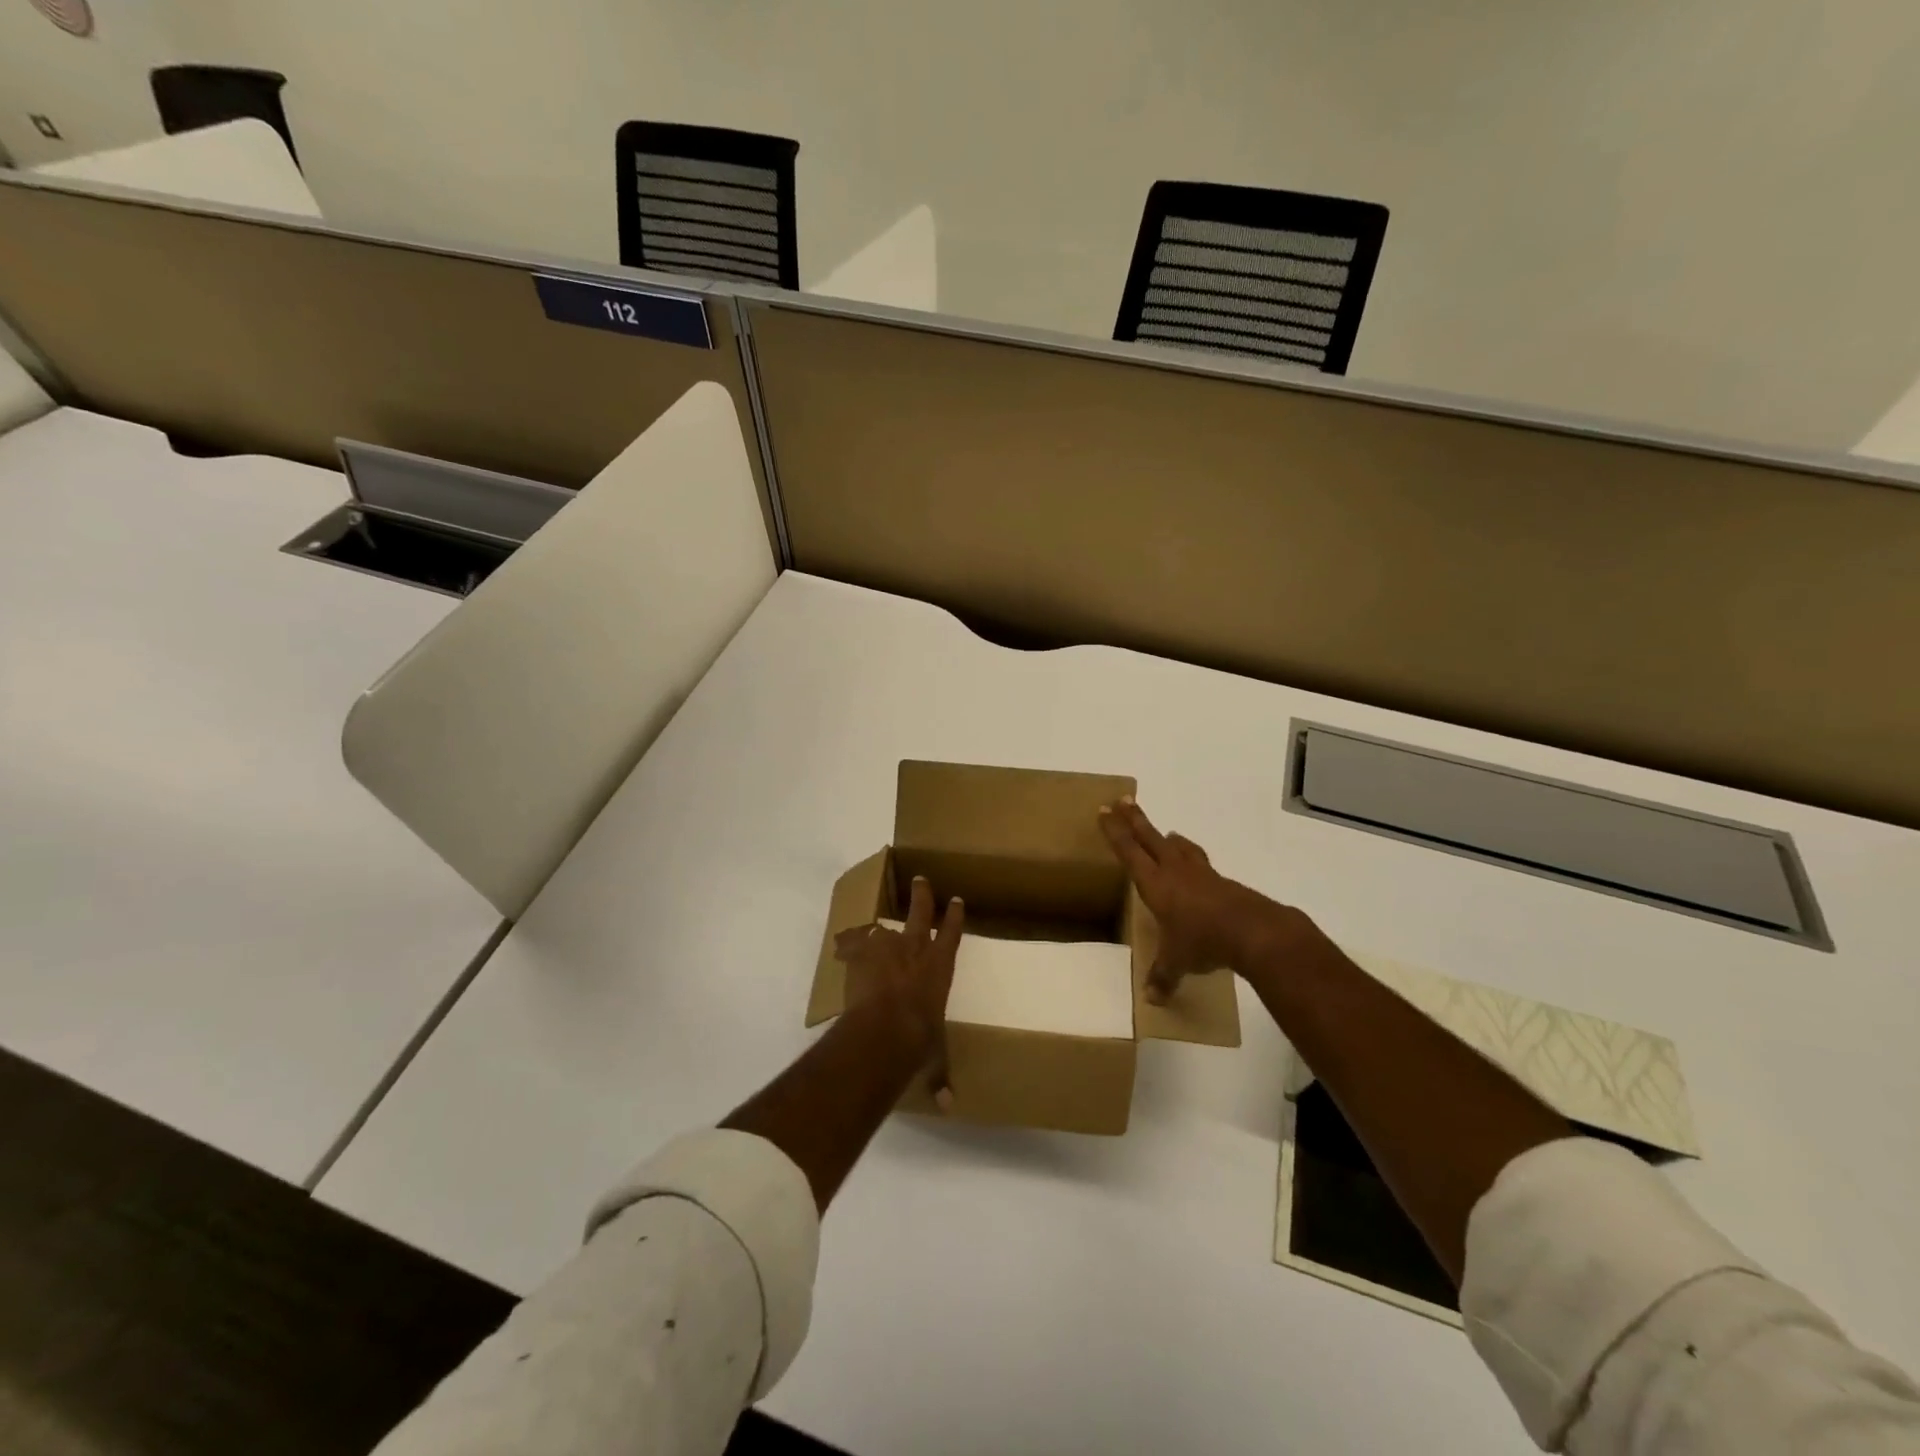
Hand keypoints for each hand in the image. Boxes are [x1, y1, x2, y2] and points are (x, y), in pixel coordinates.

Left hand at [834, 875, 962, 1109]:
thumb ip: (939, 1076)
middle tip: (921, 879)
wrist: (884, 1028)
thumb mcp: (933, 1056)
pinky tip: (843, 943)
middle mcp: (916, 950)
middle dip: (923, 896)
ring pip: (885, 927)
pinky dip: (850, 944)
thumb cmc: (919, 1038)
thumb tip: (948, 1107)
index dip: (954, 916)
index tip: (957, 900)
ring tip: (874, 925)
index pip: (952, 934)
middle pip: (921, 913)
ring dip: (881, 927)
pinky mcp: (860, 954)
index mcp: (940, 967)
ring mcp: (886, 947)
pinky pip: (854, 942)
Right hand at [1099, 798, 1297, 1003]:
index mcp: (1155, 884)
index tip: (1104, 811)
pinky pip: (1201, 863)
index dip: (1115, 832)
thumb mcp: (1178, 962)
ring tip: (1166, 832)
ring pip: (1180, 847)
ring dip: (1169, 838)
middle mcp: (1175, 871)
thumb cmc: (1203, 941)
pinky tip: (1197, 869)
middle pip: (1150, 838)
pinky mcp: (1222, 882)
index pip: (1129, 851)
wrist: (1254, 931)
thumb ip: (1163, 976)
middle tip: (1123, 801)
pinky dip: (1193, 859)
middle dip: (1135, 819)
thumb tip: (1152, 1000)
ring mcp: (1201, 874)